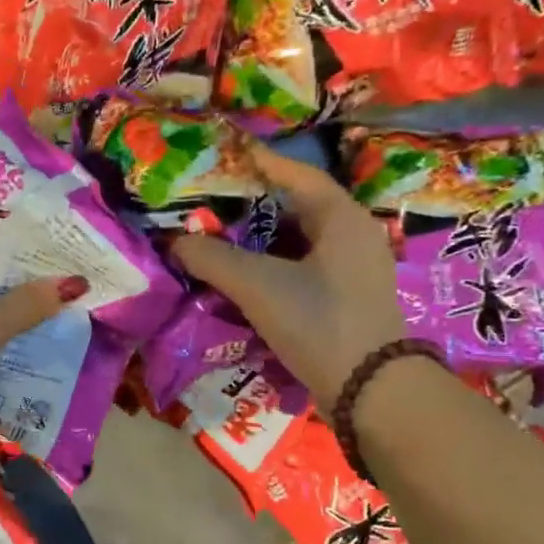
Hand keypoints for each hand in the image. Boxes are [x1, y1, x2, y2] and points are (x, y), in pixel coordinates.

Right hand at [171, 143, 405, 410]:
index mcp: (342, 218)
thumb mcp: (257, 285)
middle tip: (211, 201)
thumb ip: (211, 258)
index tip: (226, 153)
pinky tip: (242, 276)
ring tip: (218, 237)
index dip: (260, 162)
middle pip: (296, 207)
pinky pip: (302, 267)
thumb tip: (174, 242)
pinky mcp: (346, 299)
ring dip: (259, 239)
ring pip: (298, 240)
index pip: (297, 175)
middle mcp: (353, 236)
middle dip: (252, 204)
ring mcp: (353, 269)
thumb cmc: (318, 321)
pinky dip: (271, 265)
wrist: (369, 390)